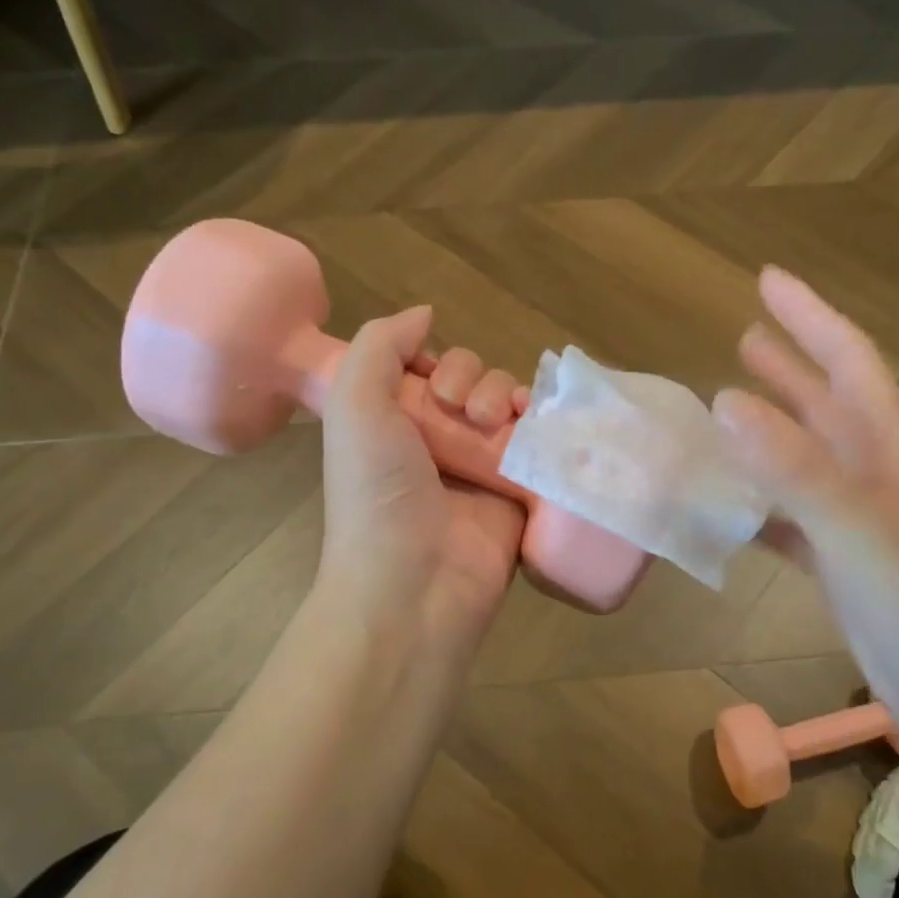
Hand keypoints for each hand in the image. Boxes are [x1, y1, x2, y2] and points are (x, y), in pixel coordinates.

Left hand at [317, 306, 528, 657]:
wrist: (415, 584)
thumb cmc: (378, 493)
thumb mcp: (354, 406)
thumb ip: (379, 346)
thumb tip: (425, 314)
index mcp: (395, 423)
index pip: (430, 368)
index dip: (438, 360)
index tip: (433, 383)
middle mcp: (439, 442)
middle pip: (475, 382)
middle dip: (474, 378)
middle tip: (464, 409)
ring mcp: (482, 468)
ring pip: (510, 406)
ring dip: (507, 396)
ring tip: (495, 422)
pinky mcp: (520, 493)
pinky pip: (540, 444)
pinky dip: (544, 426)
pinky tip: (537, 425)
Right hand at [714, 269, 898, 736]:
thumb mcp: (860, 532)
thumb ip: (795, 468)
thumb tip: (723, 401)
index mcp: (889, 451)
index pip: (849, 361)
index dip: (810, 316)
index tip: (766, 280)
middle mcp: (875, 477)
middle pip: (826, 405)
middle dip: (787, 367)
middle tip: (744, 336)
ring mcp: (859, 525)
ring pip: (803, 463)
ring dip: (767, 435)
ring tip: (720, 413)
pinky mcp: (844, 569)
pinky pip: (790, 521)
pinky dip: (758, 507)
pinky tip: (726, 509)